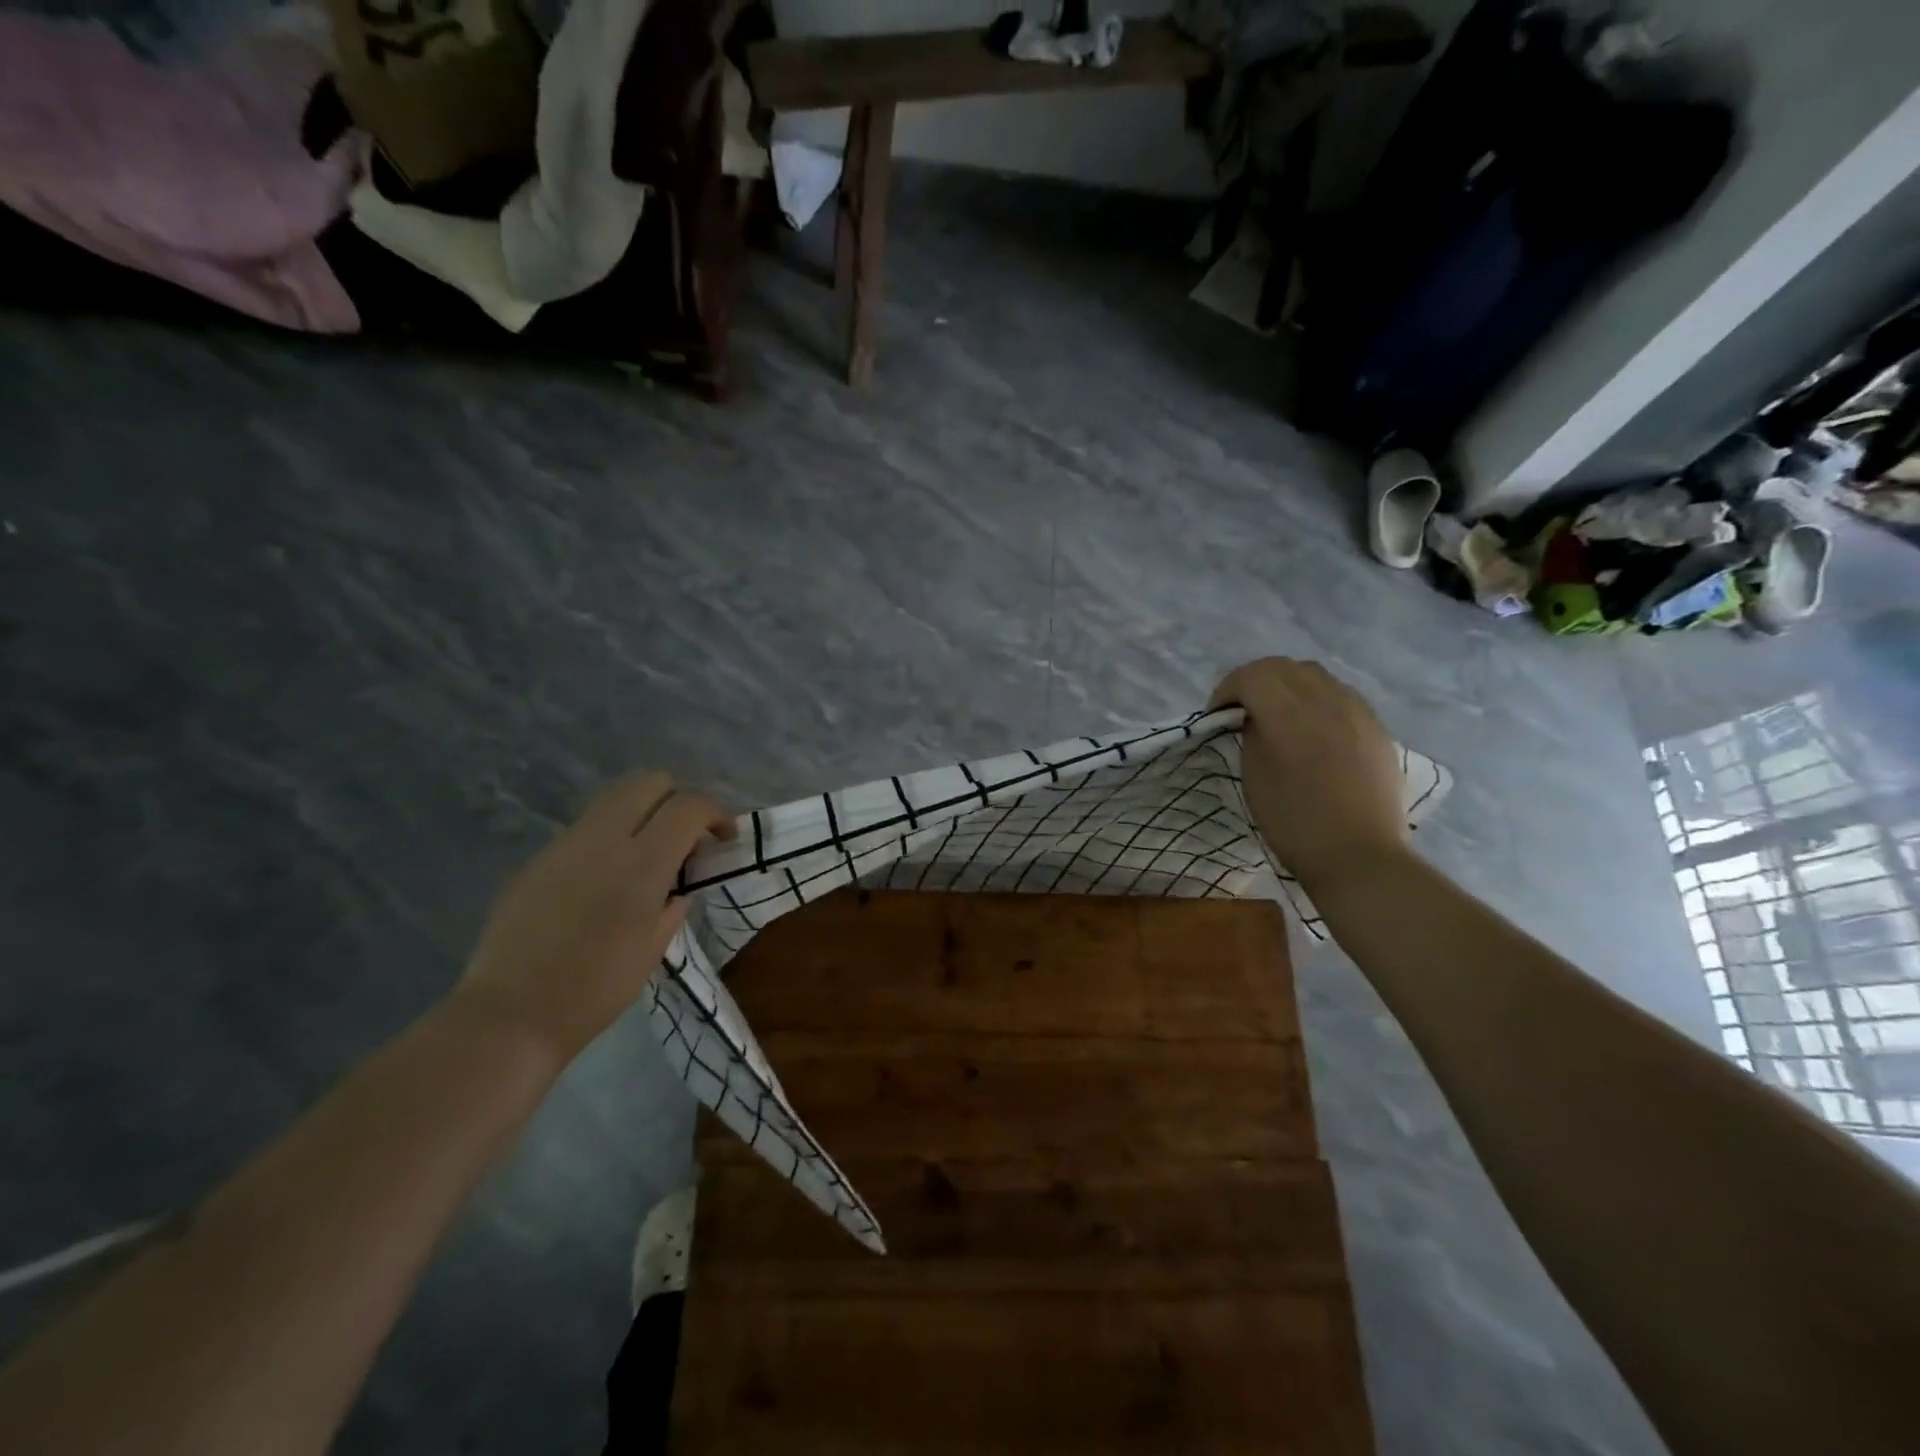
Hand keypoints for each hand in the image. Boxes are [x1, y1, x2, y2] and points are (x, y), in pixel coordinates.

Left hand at [453, 773, 733, 1061]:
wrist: (510, 1015)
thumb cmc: (595, 990)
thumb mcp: (654, 949)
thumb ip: (673, 905)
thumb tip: (678, 887)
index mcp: (642, 864)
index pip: (689, 806)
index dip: (715, 813)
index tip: (723, 838)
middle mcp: (604, 839)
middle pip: (650, 781)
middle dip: (677, 799)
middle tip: (684, 838)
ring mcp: (565, 844)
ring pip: (614, 797)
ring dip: (642, 812)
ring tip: (646, 854)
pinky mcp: (538, 859)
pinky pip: (585, 829)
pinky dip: (609, 837)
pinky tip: (603, 881)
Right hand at [1210, 658, 1408, 893]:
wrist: (1359, 855)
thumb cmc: (1294, 823)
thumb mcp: (1254, 777)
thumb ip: (1252, 735)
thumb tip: (1254, 716)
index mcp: (1289, 716)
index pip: (1250, 676)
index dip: (1227, 689)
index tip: (1218, 715)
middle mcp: (1325, 701)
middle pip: (1282, 666)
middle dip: (1255, 681)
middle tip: (1242, 709)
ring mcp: (1356, 710)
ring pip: (1314, 674)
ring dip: (1287, 685)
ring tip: (1278, 714)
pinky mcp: (1376, 725)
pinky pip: (1339, 693)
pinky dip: (1316, 698)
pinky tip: (1312, 727)